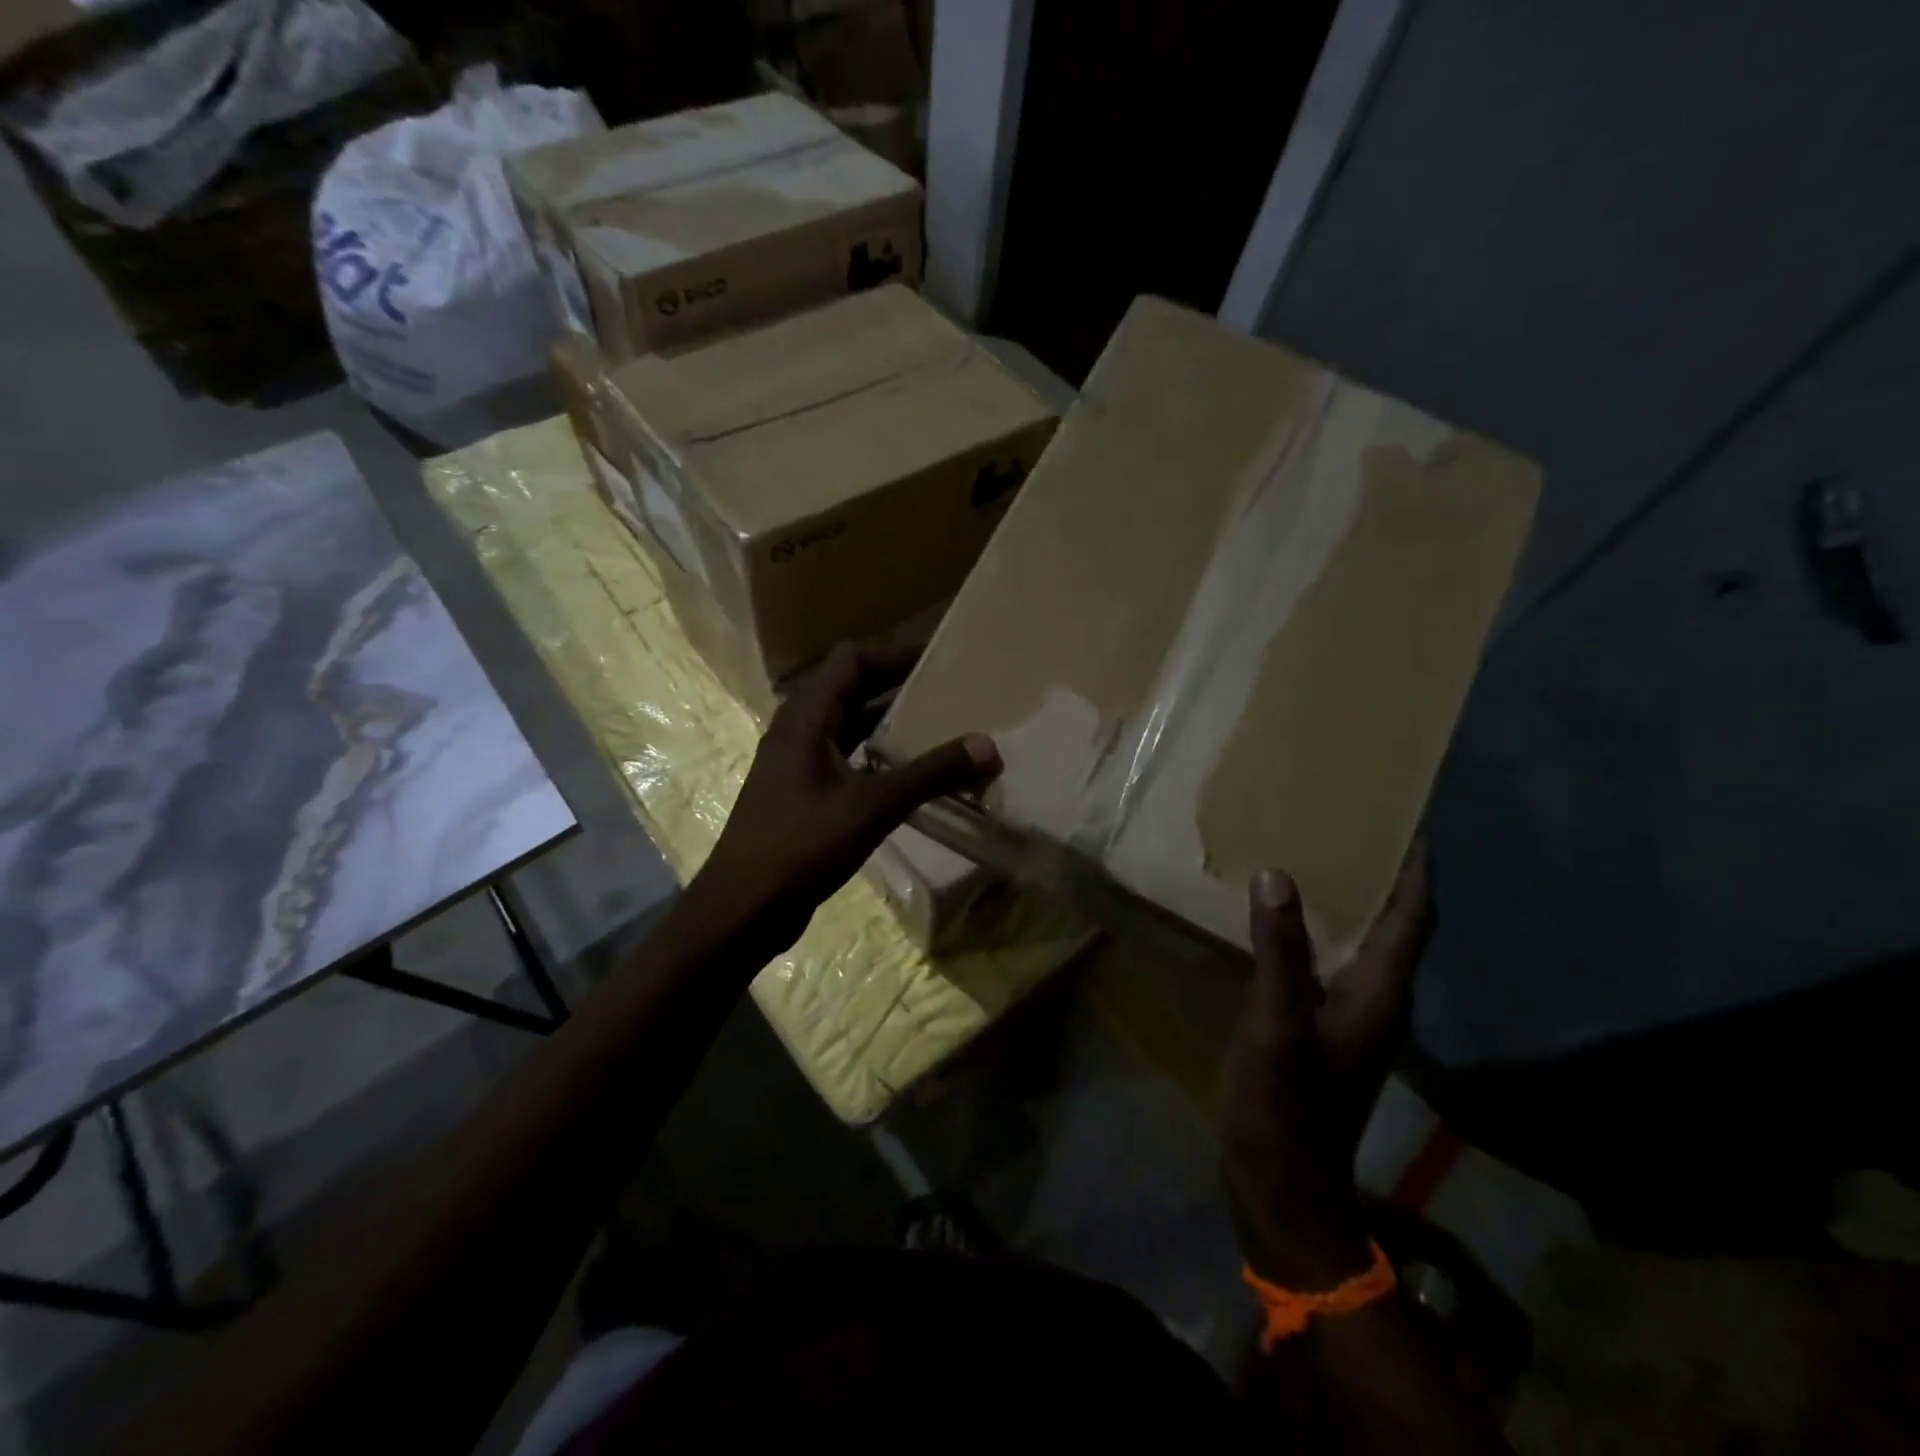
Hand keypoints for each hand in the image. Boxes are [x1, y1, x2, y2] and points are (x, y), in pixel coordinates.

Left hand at [685, 643, 1000, 958]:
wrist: (743, 908)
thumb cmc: (801, 845)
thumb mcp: (873, 806)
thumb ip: (931, 774)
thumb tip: (988, 746)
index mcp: (805, 718)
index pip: (850, 660)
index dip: (893, 653)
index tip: (939, 659)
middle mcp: (796, 730)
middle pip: (848, 688)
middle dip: (895, 684)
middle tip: (945, 690)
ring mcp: (794, 763)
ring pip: (845, 725)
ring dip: (885, 720)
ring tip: (934, 725)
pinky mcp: (799, 793)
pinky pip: (842, 756)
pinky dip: (873, 754)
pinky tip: (905, 773)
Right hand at [1220, 846, 1434, 1287]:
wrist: (1281, 1189)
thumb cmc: (1285, 1107)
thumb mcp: (1276, 1025)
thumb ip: (1279, 952)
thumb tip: (1278, 875)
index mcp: (1378, 994)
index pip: (1412, 918)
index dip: (1415, 870)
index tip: (1408, 821)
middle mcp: (1375, 1001)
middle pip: (1393, 925)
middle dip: (1380, 875)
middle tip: (1348, 825)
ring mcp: (1348, 1019)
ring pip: (1360, 944)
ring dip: (1347, 901)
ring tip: (1313, 857)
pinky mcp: (1321, 1030)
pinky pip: (1328, 962)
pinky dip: (1316, 931)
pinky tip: (1280, 919)